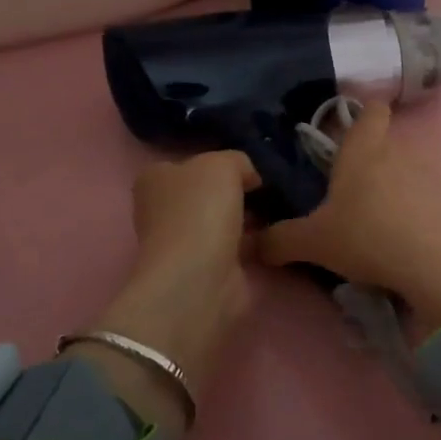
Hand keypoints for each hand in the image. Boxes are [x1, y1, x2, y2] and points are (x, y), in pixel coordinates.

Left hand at [83, 152, 257, 415]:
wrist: (201, 278)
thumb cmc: (201, 211)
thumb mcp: (223, 163)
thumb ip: (238, 161)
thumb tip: (251, 177)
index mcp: (155, 179)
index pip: (190, 163)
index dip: (221, 163)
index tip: (252, 167)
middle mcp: (163, 209)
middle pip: (209, 192)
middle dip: (238, 191)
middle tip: (273, 187)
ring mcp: (185, 242)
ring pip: (225, 219)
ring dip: (250, 217)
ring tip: (284, 207)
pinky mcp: (208, 268)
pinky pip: (238, 245)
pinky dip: (256, 241)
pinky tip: (279, 232)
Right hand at [259, 104, 440, 335]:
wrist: (440, 263)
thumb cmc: (368, 236)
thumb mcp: (314, 243)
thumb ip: (280, 240)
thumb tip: (252, 244)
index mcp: (364, 149)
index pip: (371, 110)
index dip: (363, 114)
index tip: (350, 131)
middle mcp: (401, 152)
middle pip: (386, 147)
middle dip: (371, 167)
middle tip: (351, 199)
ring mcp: (433, 175)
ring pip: (409, 174)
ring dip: (395, 193)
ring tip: (380, 228)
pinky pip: (431, 200)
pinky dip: (419, 215)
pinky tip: (409, 244)